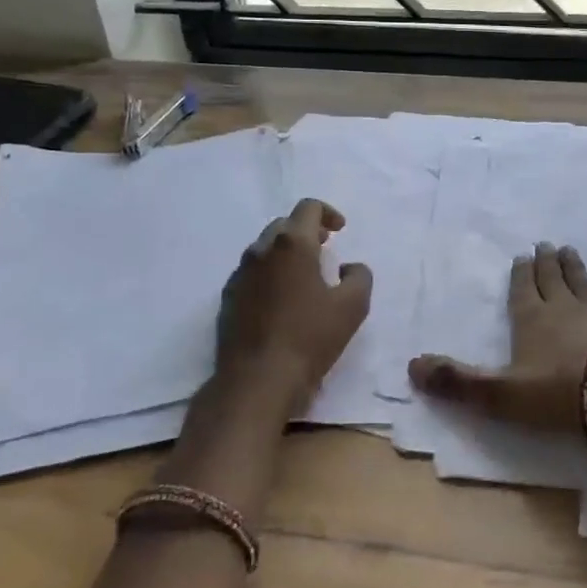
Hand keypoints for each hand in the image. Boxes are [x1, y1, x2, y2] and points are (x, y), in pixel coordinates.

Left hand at [215, 198, 371, 407]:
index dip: (328, 213)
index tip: (340, 231)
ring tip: (304, 277)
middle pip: (284, 225)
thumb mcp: (353, 307)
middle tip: (325, 250)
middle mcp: (261, 251)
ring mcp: (239, 275)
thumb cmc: (310, 338)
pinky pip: (251, 274)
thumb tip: (349, 267)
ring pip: (264, 249)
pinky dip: (269, 275)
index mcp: (292, 244)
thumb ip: (359, 277)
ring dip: (286, 254)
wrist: (257, 380)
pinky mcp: (227, 300)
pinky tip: (282, 302)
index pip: (308, 207)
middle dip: (306, 231)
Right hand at [407, 243, 586, 453]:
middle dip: (547, 262)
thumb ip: (457, 381)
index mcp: (530, 319)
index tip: (522, 256)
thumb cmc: (557, 394)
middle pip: (552, 279)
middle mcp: (563, 308)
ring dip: (574, 267)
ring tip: (569, 251)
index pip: (522, 289)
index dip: (520, 273)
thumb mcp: (499, 394)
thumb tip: (411, 366)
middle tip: (546, 245)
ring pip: (582, 282)